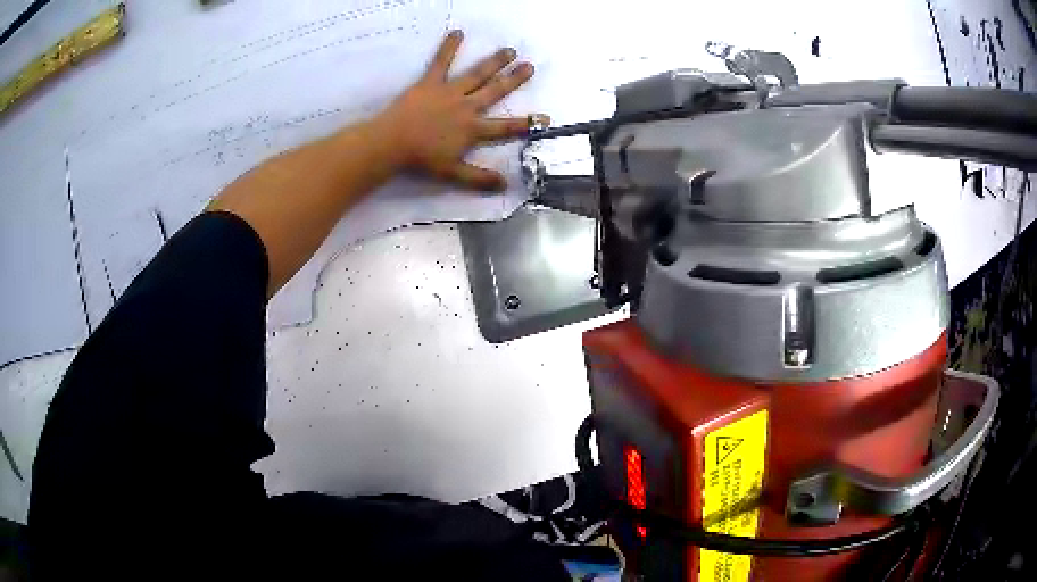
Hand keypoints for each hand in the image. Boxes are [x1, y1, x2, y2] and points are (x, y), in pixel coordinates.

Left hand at [373, 30, 544, 190]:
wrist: (393, 143)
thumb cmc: (422, 159)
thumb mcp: (452, 173)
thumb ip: (478, 178)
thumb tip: (504, 184)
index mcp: (473, 129)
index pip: (505, 127)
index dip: (527, 123)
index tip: (545, 118)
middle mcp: (467, 107)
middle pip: (495, 91)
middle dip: (514, 79)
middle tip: (530, 67)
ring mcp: (450, 92)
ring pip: (477, 74)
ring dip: (494, 62)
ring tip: (509, 51)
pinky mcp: (430, 82)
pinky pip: (441, 62)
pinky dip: (449, 47)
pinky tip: (457, 32)